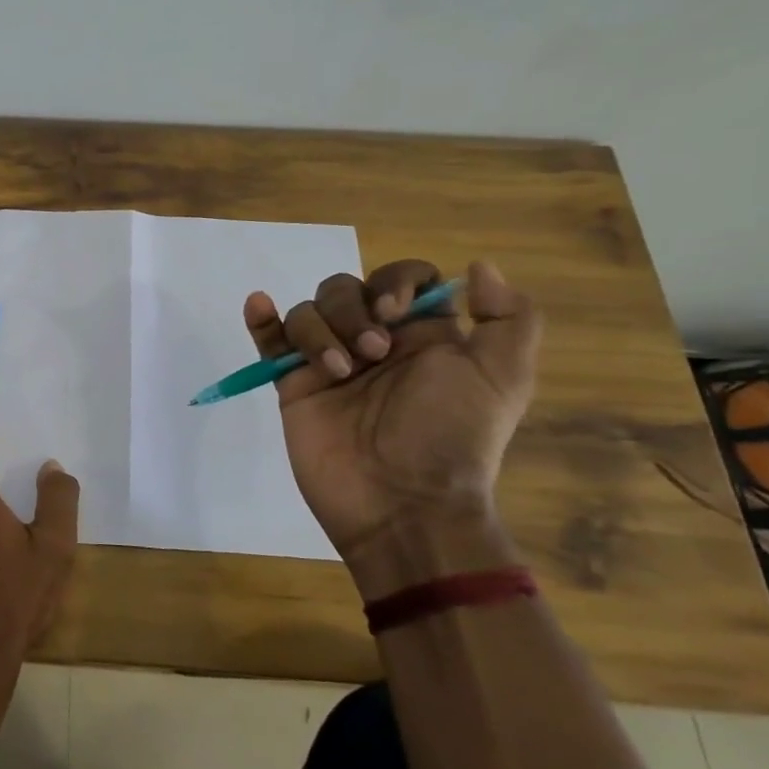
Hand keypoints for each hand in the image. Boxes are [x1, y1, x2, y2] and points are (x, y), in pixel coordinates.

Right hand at [245, 258, 541, 597]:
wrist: (402, 502)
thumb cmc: (451, 437)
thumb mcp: (503, 378)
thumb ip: (508, 318)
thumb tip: (477, 266)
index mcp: (423, 336)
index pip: (401, 279)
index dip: (395, 282)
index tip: (395, 311)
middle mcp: (373, 342)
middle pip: (346, 289)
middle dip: (352, 310)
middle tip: (372, 353)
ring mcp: (329, 363)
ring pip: (308, 311)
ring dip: (319, 330)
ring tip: (337, 372)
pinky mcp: (294, 385)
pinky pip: (270, 341)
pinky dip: (261, 320)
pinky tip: (259, 305)